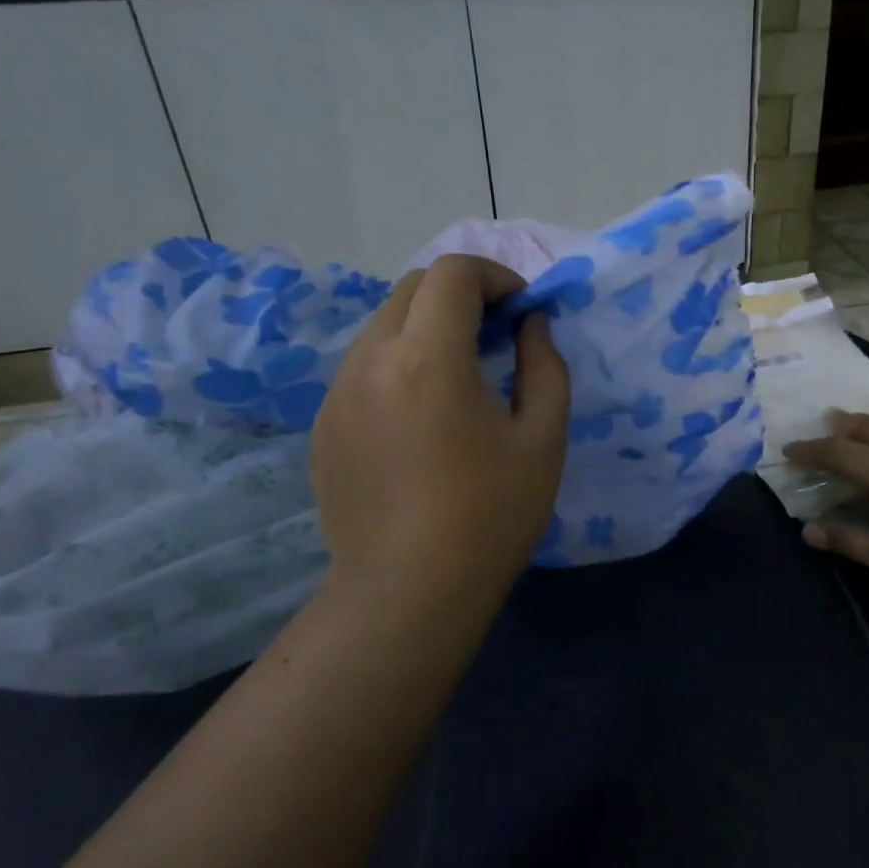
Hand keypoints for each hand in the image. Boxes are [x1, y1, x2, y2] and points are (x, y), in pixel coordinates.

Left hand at [310, 254, 569, 627]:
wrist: (407, 594)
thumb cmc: (489, 517)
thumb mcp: (543, 439)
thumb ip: (544, 365)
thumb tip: (531, 324)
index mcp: (428, 357)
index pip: (453, 273)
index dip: (495, 276)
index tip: (522, 311)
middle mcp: (371, 360)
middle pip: (412, 288)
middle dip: (461, 294)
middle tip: (497, 335)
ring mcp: (337, 393)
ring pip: (383, 324)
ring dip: (427, 326)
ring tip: (461, 374)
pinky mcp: (324, 425)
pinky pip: (364, 367)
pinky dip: (400, 362)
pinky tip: (423, 416)